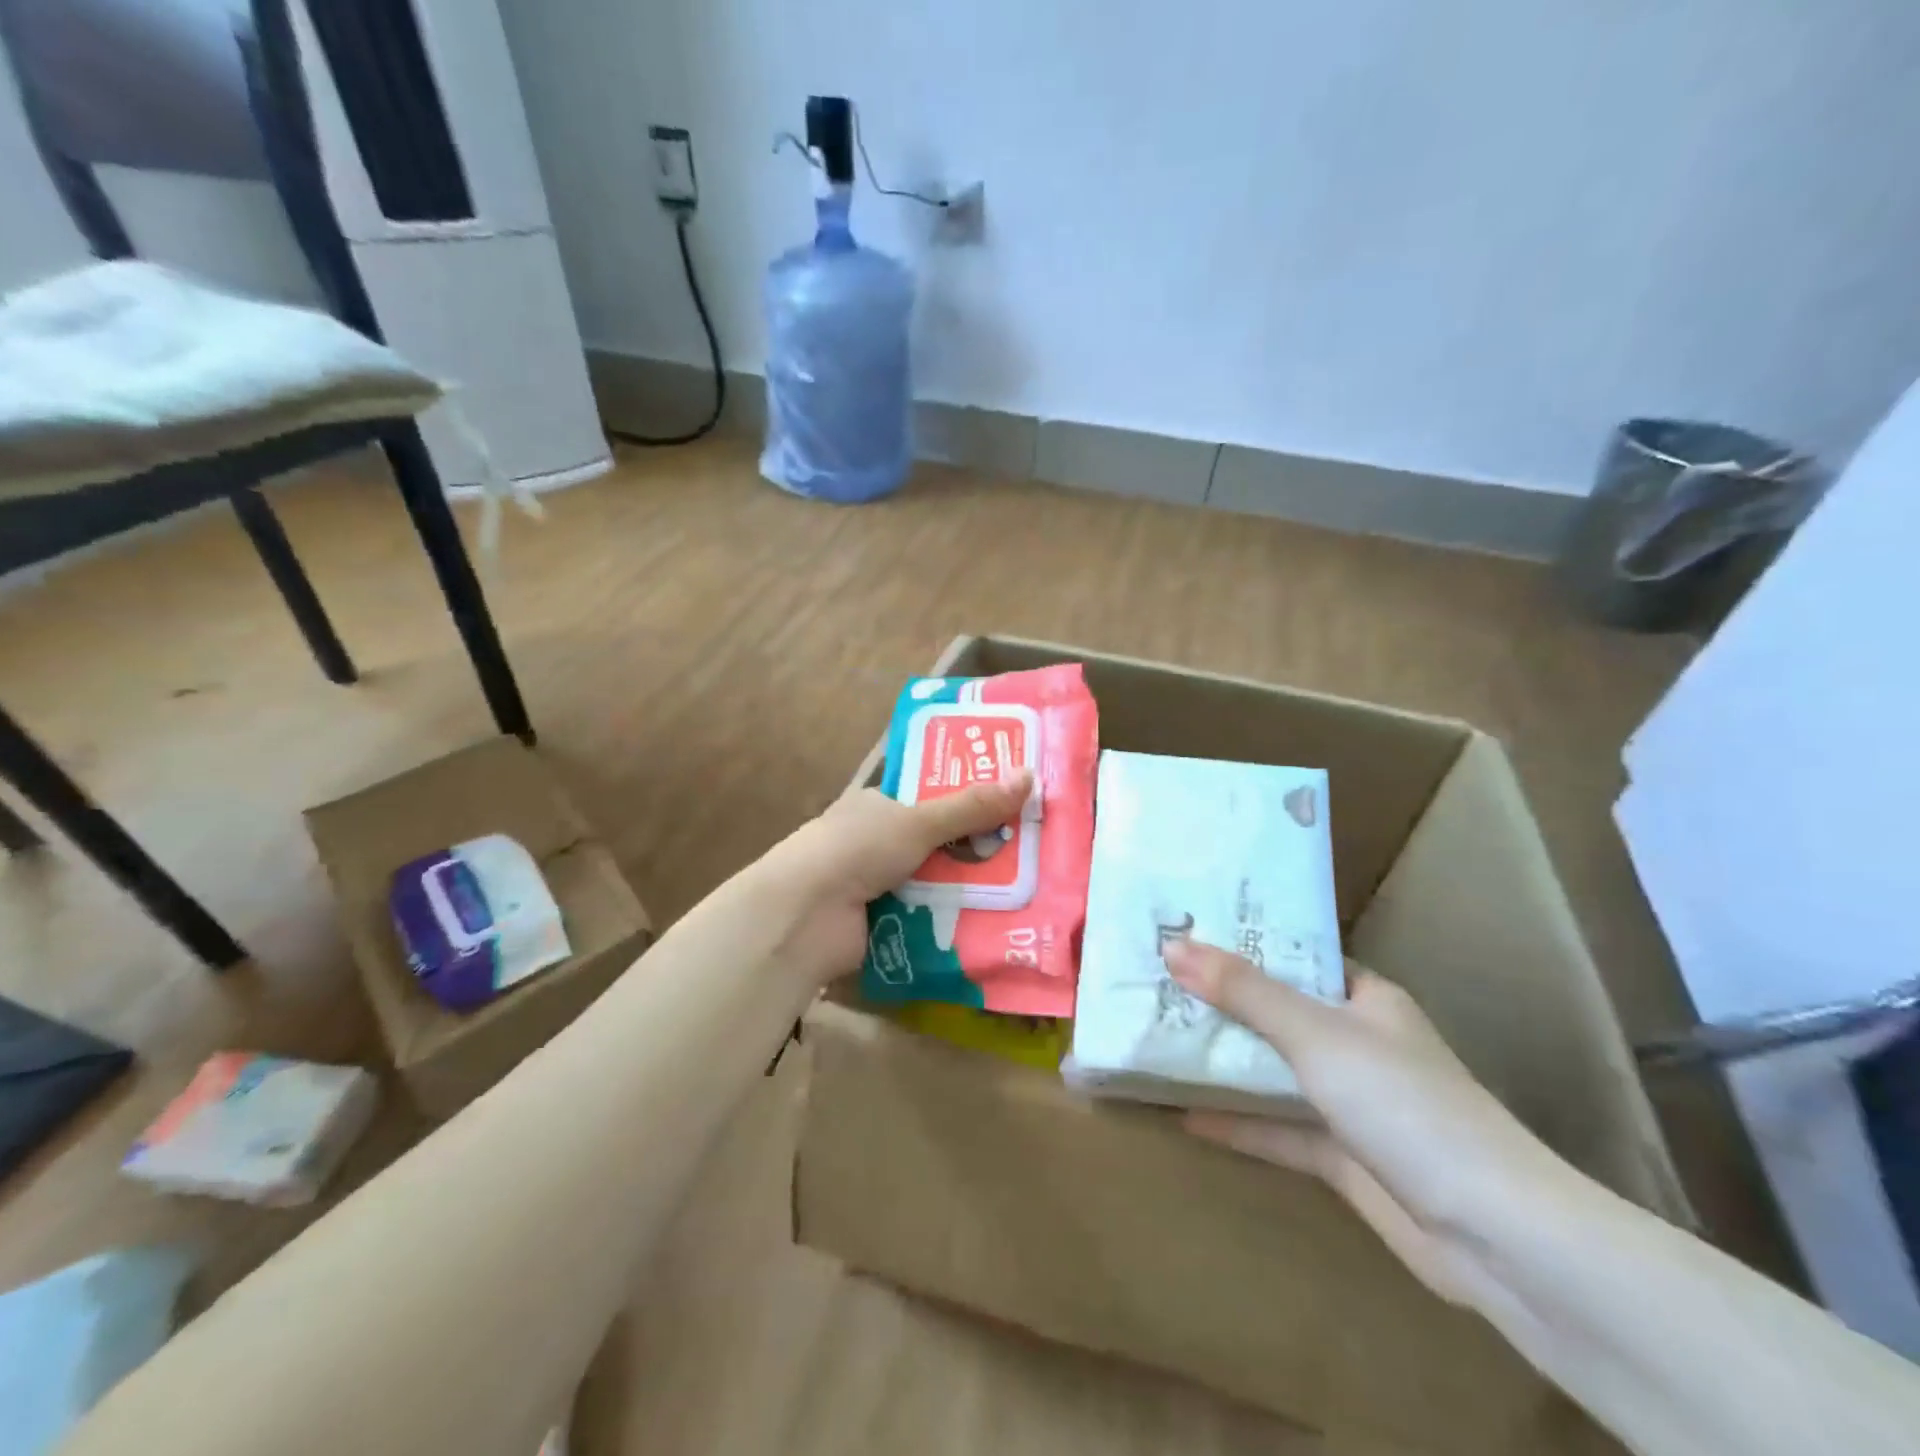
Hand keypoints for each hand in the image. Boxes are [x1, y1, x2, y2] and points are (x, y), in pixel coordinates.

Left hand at [758, 771, 1033, 989]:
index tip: (1012, 808)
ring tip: (1025, 890)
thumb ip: (972, 806)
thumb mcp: (919, 821)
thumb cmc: (856, 850)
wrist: (804, 917)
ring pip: (936, 883)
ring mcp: (877, 886)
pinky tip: (995, 923)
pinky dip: (952, 921)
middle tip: (1029, 855)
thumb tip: (1030, 776)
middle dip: (976, 851)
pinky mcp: (882, 925)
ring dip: (968, 889)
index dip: (968, 802)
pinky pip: (928, 918)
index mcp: (877, 806)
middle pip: (938, 844)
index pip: (929, 799)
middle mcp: (876, 843)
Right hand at [1163, 940, 1575, 1312]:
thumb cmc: (1404, 1103)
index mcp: (1363, 998)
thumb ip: (1243, 991)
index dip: (1242, 942)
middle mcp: (1355, 1042)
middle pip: (1275, 1012)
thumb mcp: (1315, 1033)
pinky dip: (1235, 1121)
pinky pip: (1276, 1127)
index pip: (1295, 956)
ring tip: (1156, 1039)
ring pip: (1272, 1071)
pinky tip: (1182, 1114)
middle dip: (1220, 1002)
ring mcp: (1349, 1102)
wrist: (1494, 1235)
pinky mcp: (1340, 1155)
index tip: (1185, 931)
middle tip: (1153, 982)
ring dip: (1222, 1062)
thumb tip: (1172, 946)